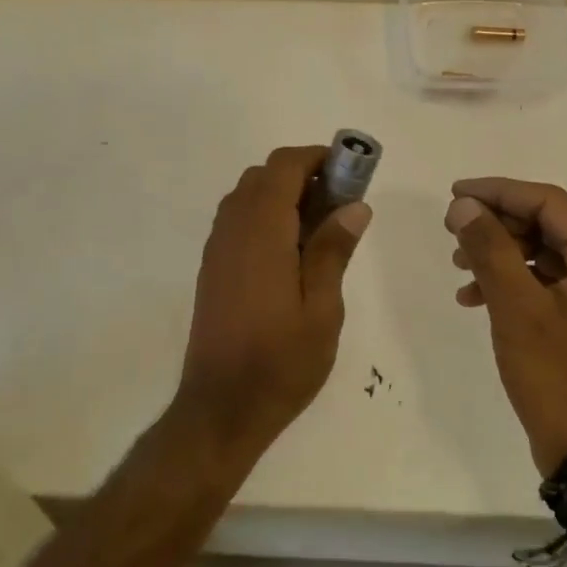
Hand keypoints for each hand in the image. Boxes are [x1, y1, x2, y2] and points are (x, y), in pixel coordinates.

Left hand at [176, 145, 371, 467]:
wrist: (220, 408)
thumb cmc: (280, 362)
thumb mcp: (322, 309)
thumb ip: (333, 251)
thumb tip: (354, 206)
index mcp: (262, 232)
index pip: (283, 167)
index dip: (316, 158)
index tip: (348, 172)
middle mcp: (233, 229)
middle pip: (262, 176)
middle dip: (301, 175)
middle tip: (338, 205)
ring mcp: (217, 248)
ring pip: (246, 196)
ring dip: (280, 194)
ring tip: (318, 229)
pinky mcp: (212, 268)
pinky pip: (236, 220)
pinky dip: (263, 216)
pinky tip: (289, 253)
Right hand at [445, 178, 566, 474]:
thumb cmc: (557, 376)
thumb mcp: (516, 307)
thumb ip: (489, 248)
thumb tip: (463, 205)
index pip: (548, 203)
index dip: (498, 192)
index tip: (455, 194)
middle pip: (546, 224)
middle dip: (496, 224)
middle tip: (452, 230)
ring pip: (542, 251)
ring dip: (498, 253)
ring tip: (458, 265)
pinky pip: (545, 280)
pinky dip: (510, 281)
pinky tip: (474, 296)